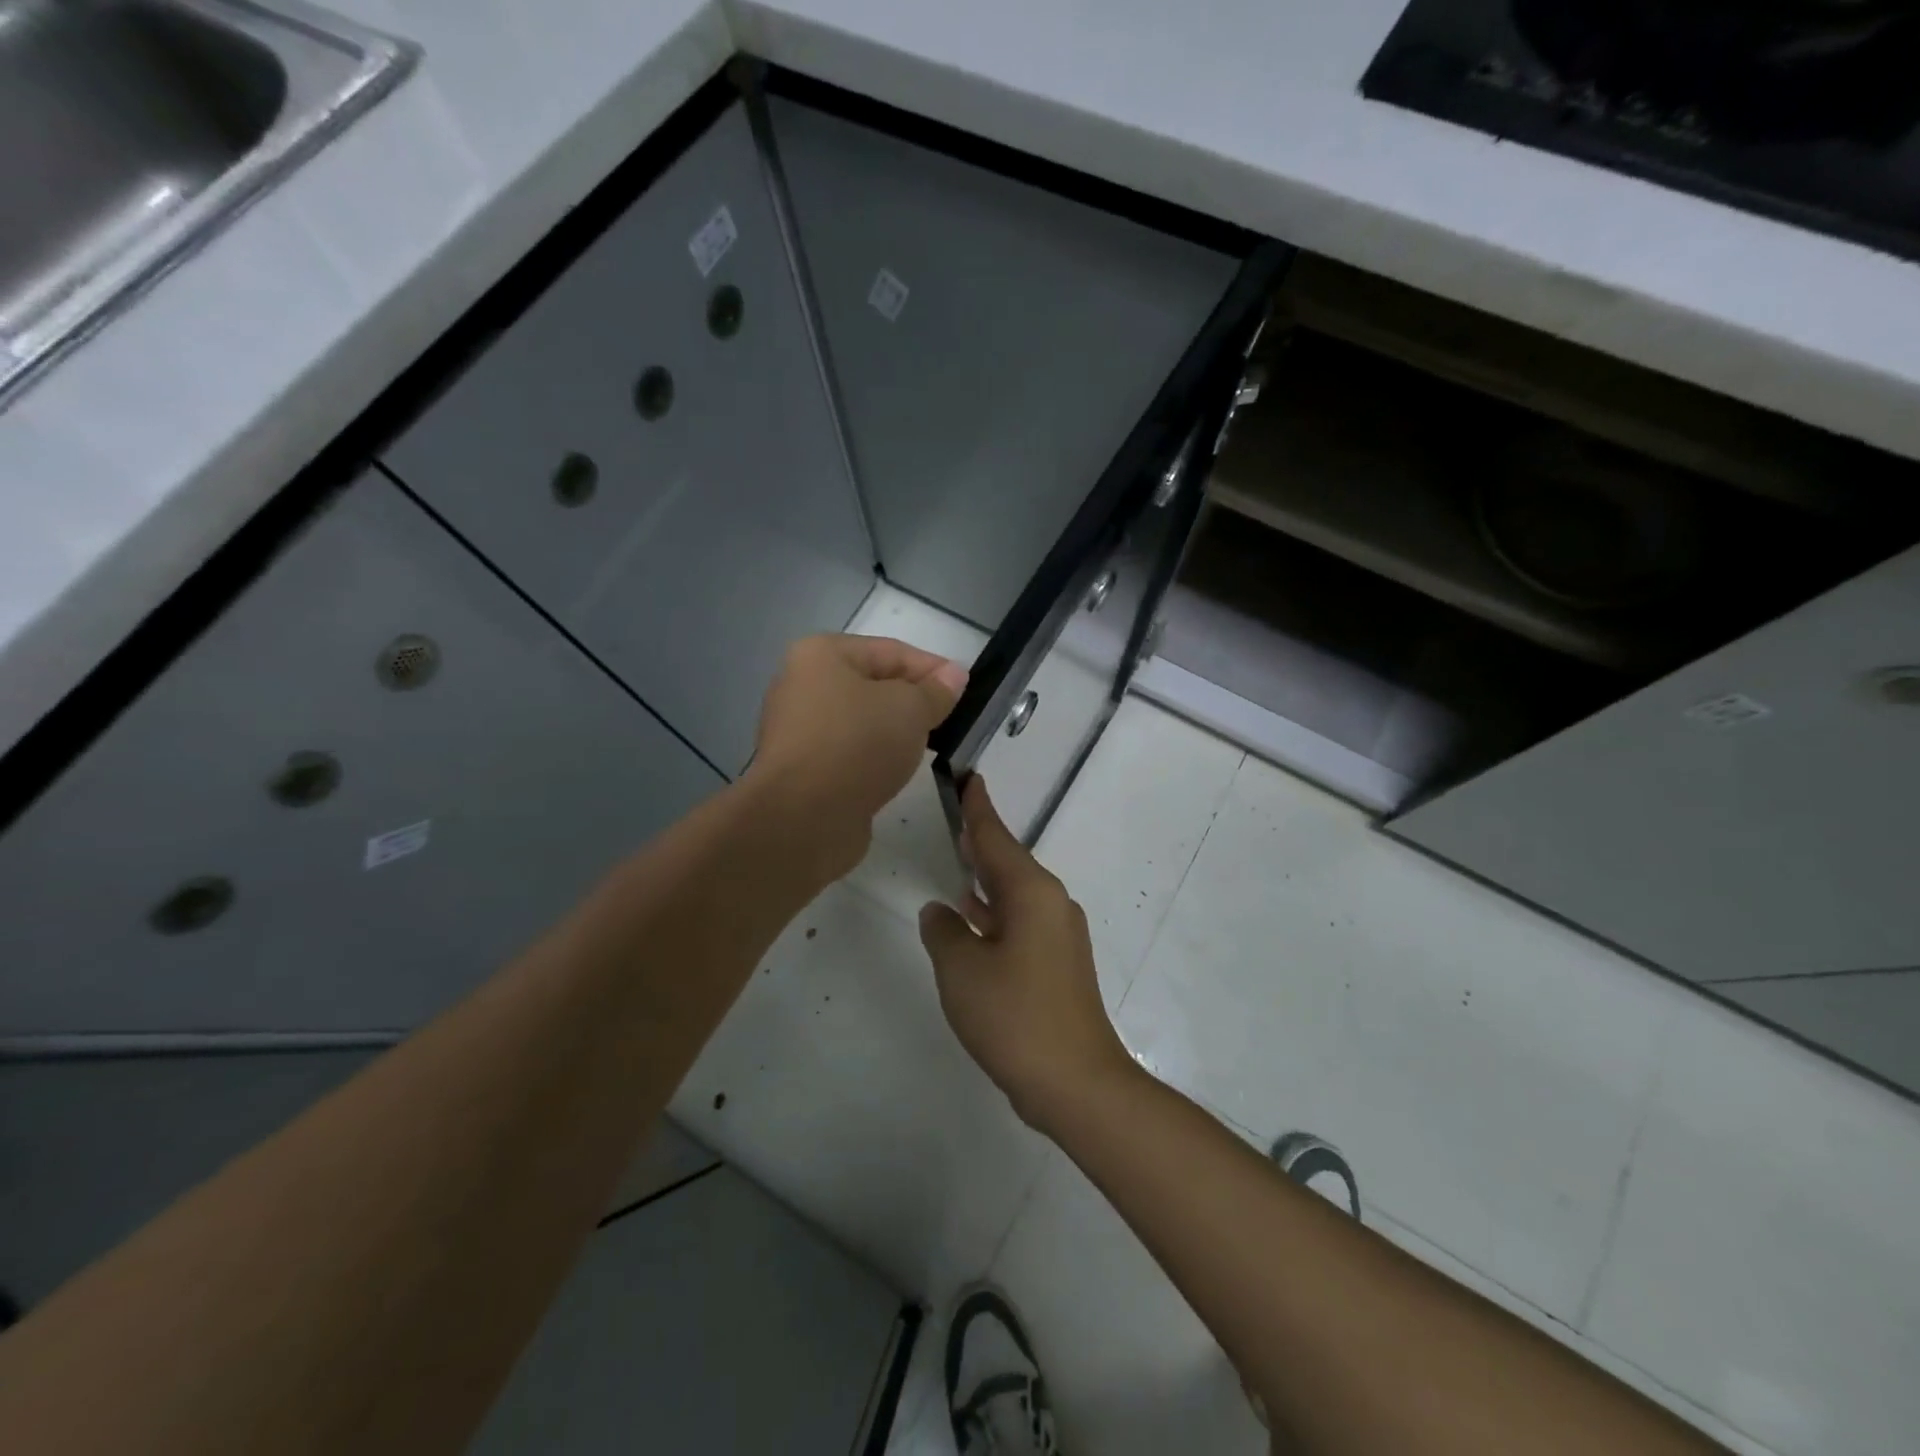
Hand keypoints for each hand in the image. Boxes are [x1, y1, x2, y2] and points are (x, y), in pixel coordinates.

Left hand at [747, 634, 967, 875]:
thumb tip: (954, 675)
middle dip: (913, 700)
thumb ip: (936, 690)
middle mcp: (801, 685)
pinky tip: (896, 770)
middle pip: (873, 685)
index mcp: (820, 654)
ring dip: (894, 731)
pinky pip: (849, 752)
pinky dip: (874, 757)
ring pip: (862, 721)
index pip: (890, 651)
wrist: (805, 817)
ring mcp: (798, 730)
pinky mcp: (802, 769)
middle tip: (950, 719)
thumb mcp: (911, 708)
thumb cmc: (858, 745)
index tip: (965, 690)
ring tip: (929, 746)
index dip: (932, 668)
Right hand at [919, 777, 1138, 1133]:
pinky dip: (995, 912)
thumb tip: (941, 911)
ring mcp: (1058, 936)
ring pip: (1014, 893)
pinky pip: (1020, 921)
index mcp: (1032, 893)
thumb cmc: (1015, 1017)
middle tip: (956, 815)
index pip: (997, 838)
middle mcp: (1051, 905)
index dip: (978, 808)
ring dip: (986, 878)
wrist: (1076, 1083)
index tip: (969, 778)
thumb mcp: (962, 970)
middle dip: (982, 840)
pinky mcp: (1057, 964)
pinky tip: (972, 918)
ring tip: (958, 859)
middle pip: (1008, 861)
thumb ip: (944, 931)